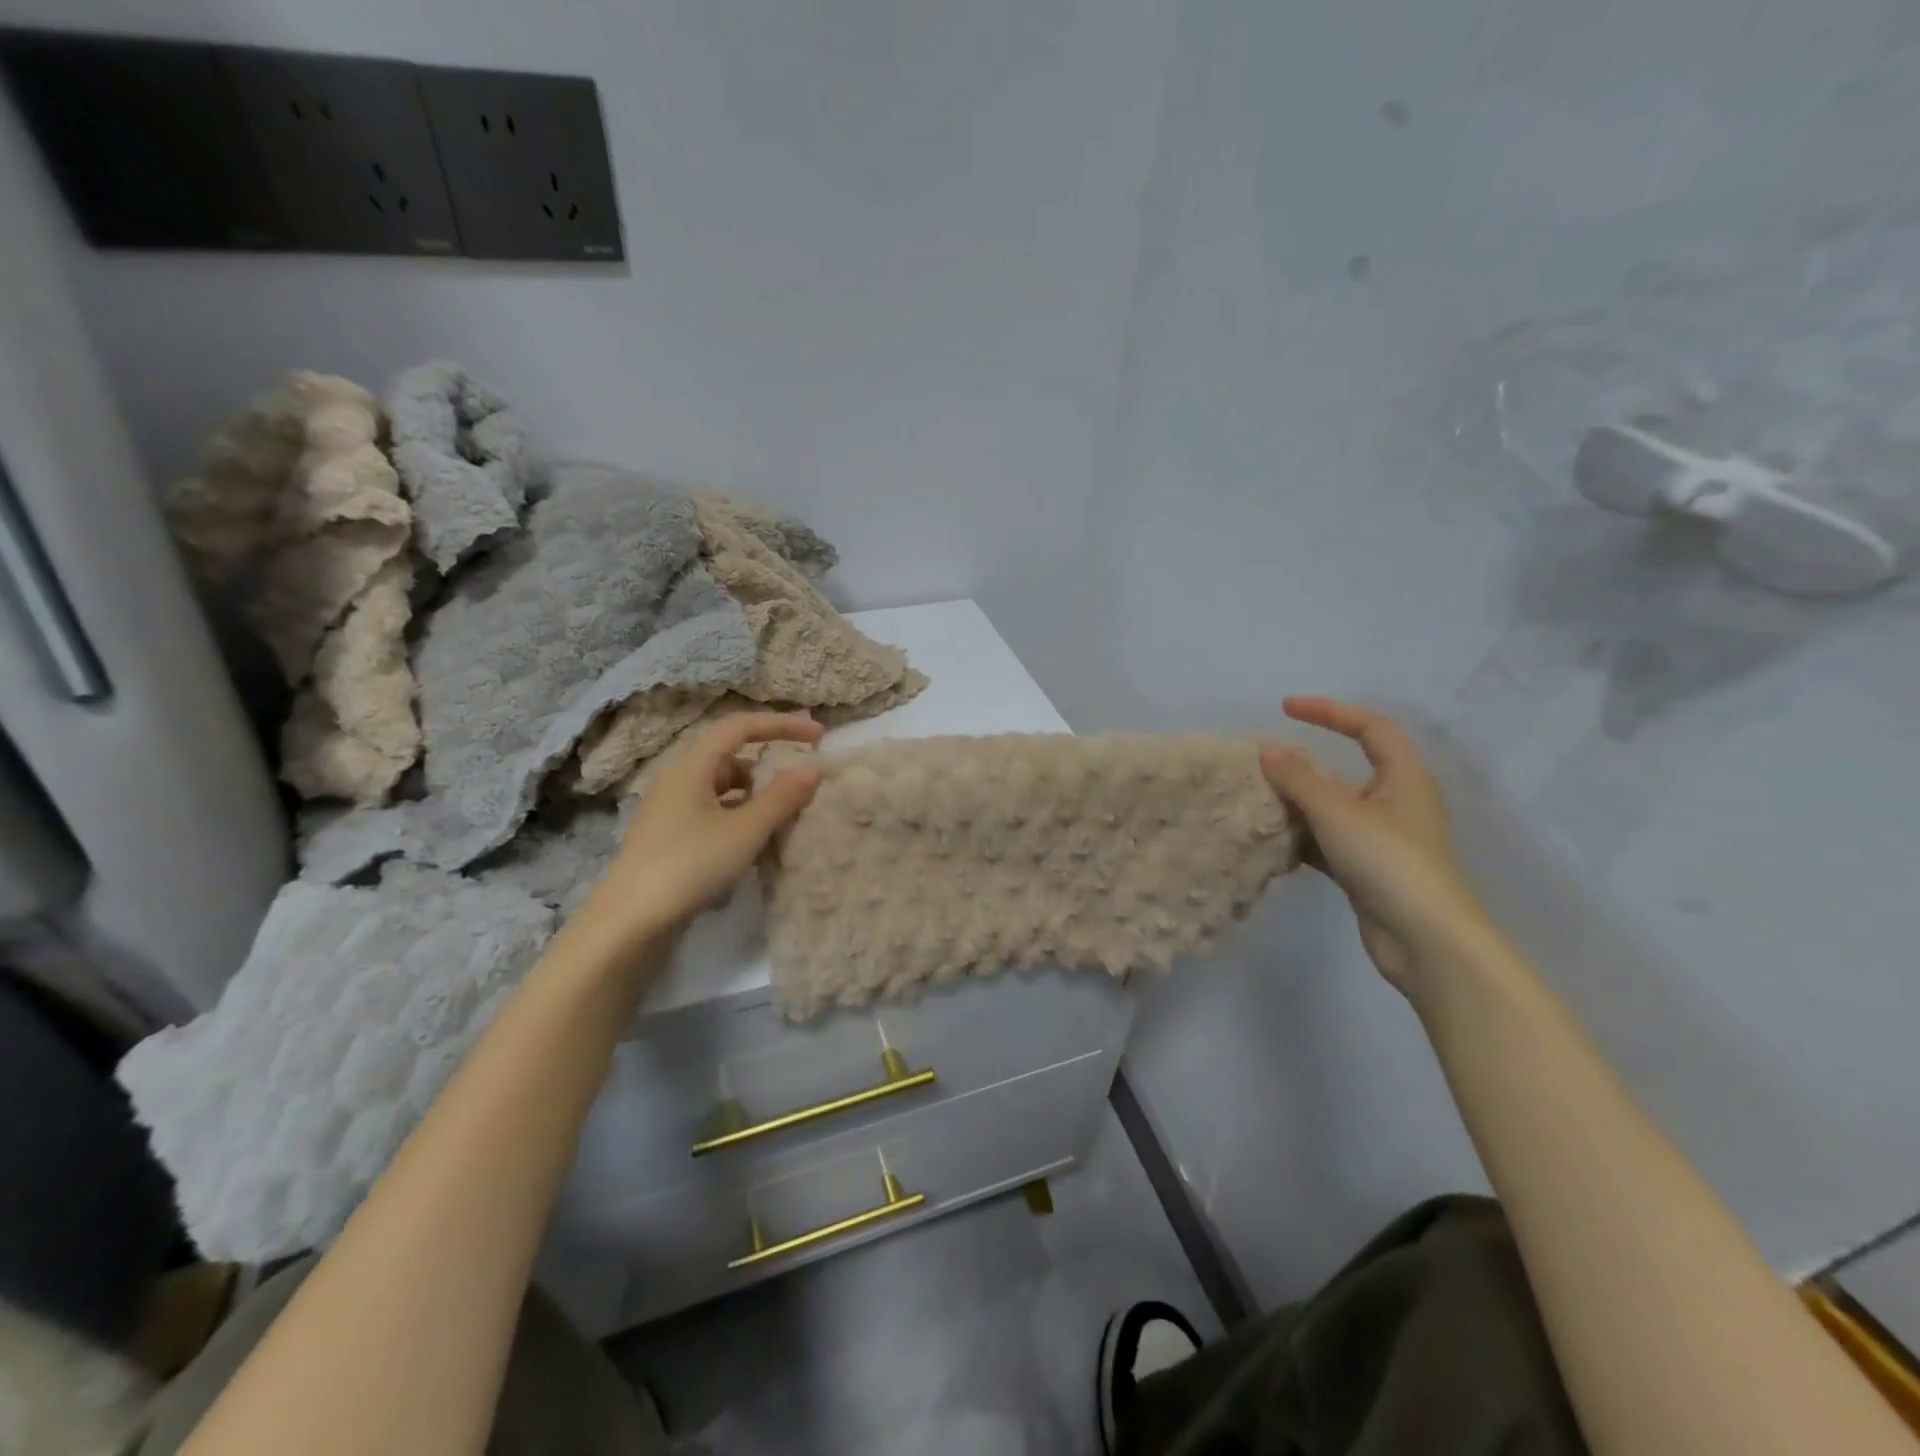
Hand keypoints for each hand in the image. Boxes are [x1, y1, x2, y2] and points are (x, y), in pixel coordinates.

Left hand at [574, 714, 824, 953]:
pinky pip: (714, 815)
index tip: (819, 735)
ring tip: (782, 820)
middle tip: (802, 784)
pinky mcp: (671, 840)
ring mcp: (671, 812)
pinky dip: (739, 820)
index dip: (782, 725)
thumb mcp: (745, 830)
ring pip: (723, 789)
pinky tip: (752, 848)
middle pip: (732, 757)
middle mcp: (679, 781)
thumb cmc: (689, 865)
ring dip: (755, 797)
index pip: (741, 727)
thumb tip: (813, 768)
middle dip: (769, 766)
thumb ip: (782, 797)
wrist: (630, 924)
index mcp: (692, 766)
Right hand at [1259, 697, 1487, 992]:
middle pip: (1346, 770)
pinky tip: (1272, 842)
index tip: (1286, 708)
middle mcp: (1396, 802)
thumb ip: (1298, 780)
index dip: (1329, 711)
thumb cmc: (1388, 861)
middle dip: (1303, 767)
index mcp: (1404, 777)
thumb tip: (1267, 752)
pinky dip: (1302, 838)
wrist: (1425, 939)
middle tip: (1263, 764)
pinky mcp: (1368, 869)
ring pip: (1333, 808)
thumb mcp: (1338, 812)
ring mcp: (1382, 838)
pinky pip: (1328, 841)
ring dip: (1297, 804)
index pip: (1369, 727)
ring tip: (1258, 802)